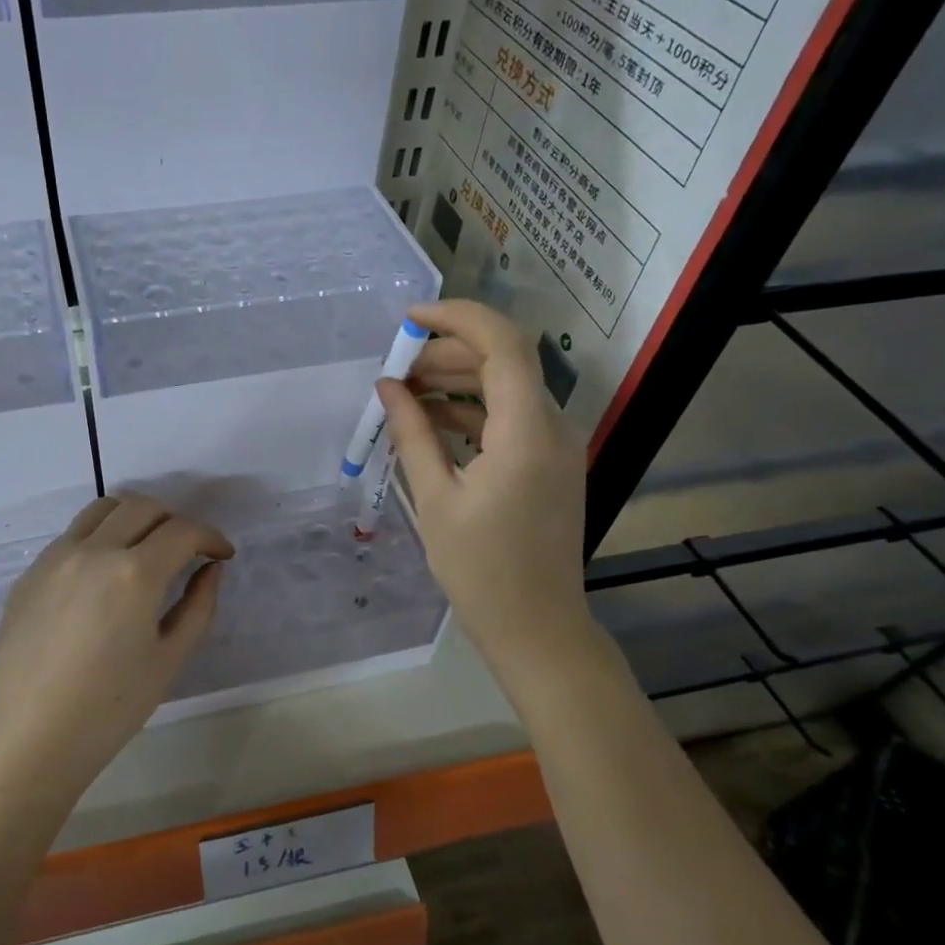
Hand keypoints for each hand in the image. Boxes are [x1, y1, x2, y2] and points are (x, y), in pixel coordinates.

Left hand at [0, 493, 233, 804]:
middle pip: (142, 507)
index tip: (221, 554)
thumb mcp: (169, 659)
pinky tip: (103, 577)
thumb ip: (198, 605)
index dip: (210, 537)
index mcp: (134, 573)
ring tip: (145, 549)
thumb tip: (211, 569)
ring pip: (102, 510)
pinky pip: (71, 536)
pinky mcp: (30, 573)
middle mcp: (93, 550)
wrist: (30, 740)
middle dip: (175, 521)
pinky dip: (99, 538)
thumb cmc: (110, 709)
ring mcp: (55, 558)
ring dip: (134, 518)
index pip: (182, 531)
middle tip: (187, 551)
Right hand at [378, 300, 594, 682]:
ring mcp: (556, 444)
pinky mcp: (550, 462)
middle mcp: (552, 426)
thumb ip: (411, 433)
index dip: (457, 318)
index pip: (502, 344)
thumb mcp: (435, 499)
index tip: (409, 319)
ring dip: (457, 380)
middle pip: (504, 360)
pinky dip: (472, 410)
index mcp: (526, 432)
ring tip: (405, 394)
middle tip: (396, 369)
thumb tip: (388, 386)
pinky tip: (431, 422)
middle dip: (447, 353)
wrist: (537, 627)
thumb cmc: (480, 570)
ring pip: (507, 386)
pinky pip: (511, 416)